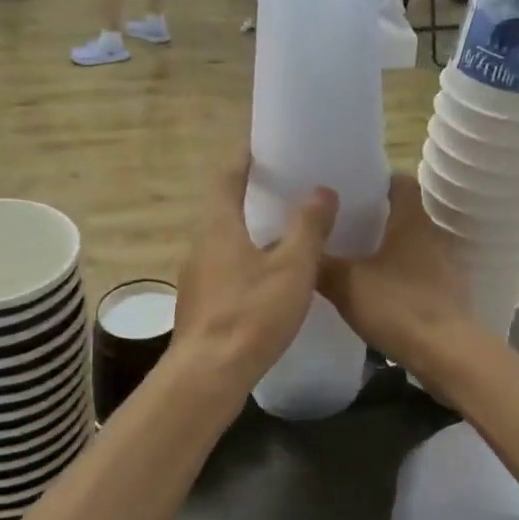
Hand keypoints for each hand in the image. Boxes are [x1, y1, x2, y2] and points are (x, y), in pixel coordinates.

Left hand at [173, 157, 338, 387]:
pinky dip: (247, 259)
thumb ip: (308, 227)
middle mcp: (200, 244)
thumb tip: (322, 190)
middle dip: (251, 194)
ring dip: (250, 230)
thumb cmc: (251, 314)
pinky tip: (271, 278)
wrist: (208, 375)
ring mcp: (196, 276)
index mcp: (219, 226)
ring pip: (225, 241)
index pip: (227, 177)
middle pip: (224, 208)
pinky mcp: (201, 304)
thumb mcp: (292, 268)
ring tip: (286, 231)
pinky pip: (226, 267)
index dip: (244, 157)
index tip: (263, 144)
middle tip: (287, 187)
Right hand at [318, 174, 468, 365]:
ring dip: (388, 250)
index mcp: (411, 221)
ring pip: (411, 247)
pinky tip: (377, 293)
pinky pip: (419, 275)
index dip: (377, 180)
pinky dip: (399, 277)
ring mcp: (445, 267)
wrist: (447, 354)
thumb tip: (298, 245)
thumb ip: (320, 263)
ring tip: (354, 259)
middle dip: (376, 218)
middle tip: (342, 225)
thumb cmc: (397, 306)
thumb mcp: (346, 283)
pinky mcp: (448, 295)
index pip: (400, 181)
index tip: (350, 188)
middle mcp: (433, 236)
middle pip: (404, 215)